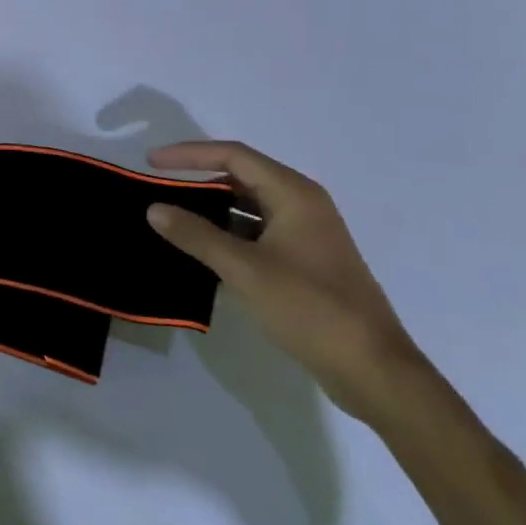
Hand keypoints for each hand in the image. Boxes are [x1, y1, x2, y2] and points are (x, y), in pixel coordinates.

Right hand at [146, 142, 426, 423]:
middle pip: (241, 176)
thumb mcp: (245, 270)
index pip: (233, 155)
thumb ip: (197, 235)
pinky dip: (229, 234)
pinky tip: (204, 251)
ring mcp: (307, 234)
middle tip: (159, 191)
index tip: (152, 162)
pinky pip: (258, 232)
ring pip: (249, 207)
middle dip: (198, 180)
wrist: (374, 370)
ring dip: (212, 210)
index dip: (188, 154)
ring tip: (174, 220)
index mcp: (294, 193)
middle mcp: (302, 204)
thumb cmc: (310, 308)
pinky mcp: (306, 261)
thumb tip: (154, 208)